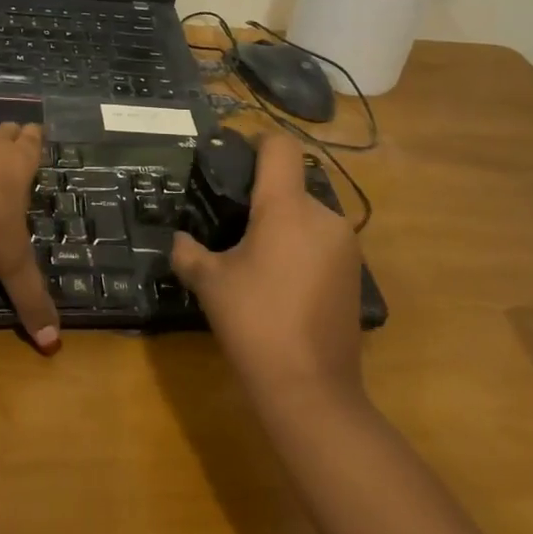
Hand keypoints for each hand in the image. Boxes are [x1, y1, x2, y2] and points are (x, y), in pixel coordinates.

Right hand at [171, 132, 362, 401]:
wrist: (311, 390)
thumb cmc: (255, 323)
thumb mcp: (209, 283)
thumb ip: (188, 252)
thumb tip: (178, 240)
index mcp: (287, 207)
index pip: (280, 147)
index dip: (256, 142)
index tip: (233, 160)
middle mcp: (324, 216)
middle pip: (291, 183)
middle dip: (264, 197)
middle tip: (231, 223)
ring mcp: (345, 245)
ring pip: (307, 215)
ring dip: (283, 225)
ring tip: (254, 258)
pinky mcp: (354, 272)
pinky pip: (321, 241)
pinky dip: (300, 248)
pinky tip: (280, 282)